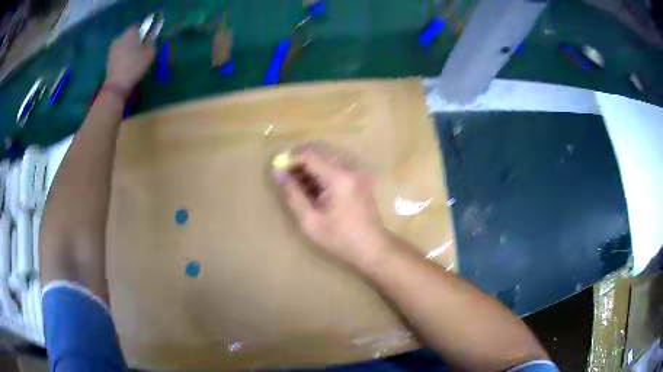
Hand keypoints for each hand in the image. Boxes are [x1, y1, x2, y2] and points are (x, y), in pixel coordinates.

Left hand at [105, 26, 154, 90]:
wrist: (116, 85)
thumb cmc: (135, 66)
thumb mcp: (150, 52)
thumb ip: (152, 42)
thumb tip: (151, 38)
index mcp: (130, 31)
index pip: (139, 26)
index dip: (144, 32)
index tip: (148, 40)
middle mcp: (120, 37)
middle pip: (129, 36)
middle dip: (135, 41)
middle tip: (141, 50)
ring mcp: (112, 49)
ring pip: (123, 45)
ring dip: (128, 49)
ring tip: (134, 59)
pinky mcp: (108, 60)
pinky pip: (118, 54)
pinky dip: (122, 57)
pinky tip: (126, 65)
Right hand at [274, 145, 387, 266]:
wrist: (372, 246)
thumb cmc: (339, 238)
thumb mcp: (310, 221)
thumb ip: (293, 195)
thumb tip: (279, 175)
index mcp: (338, 178)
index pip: (310, 155)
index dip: (291, 158)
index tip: (278, 169)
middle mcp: (349, 168)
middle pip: (320, 151)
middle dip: (300, 160)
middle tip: (286, 176)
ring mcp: (356, 171)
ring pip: (327, 156)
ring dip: (310, 165)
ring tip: (298, 184)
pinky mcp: (359, 177)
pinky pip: (336, 165)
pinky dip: (322, 170)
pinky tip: (314, 188)